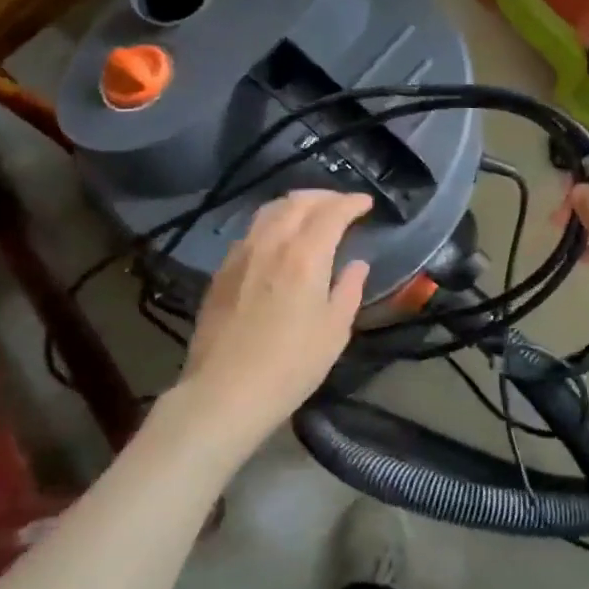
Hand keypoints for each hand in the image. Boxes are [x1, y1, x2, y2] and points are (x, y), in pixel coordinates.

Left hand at [173, 190, 372, 447]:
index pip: (332, 212)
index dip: (351, 203)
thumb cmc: (291, 365)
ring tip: (310, 214)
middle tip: (341, 205)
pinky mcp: (222, 270)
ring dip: (295, 205)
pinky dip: (272, 223)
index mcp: (305, 255)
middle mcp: (271, 243)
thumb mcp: (335, 331)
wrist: (225, 391)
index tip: (366, 204)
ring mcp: (242, 254)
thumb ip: (349, 290)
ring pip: (269, 211)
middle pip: (297, 202)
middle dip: (324, 197)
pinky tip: (277, 240)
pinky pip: (251, 231)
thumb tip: (357, 264)